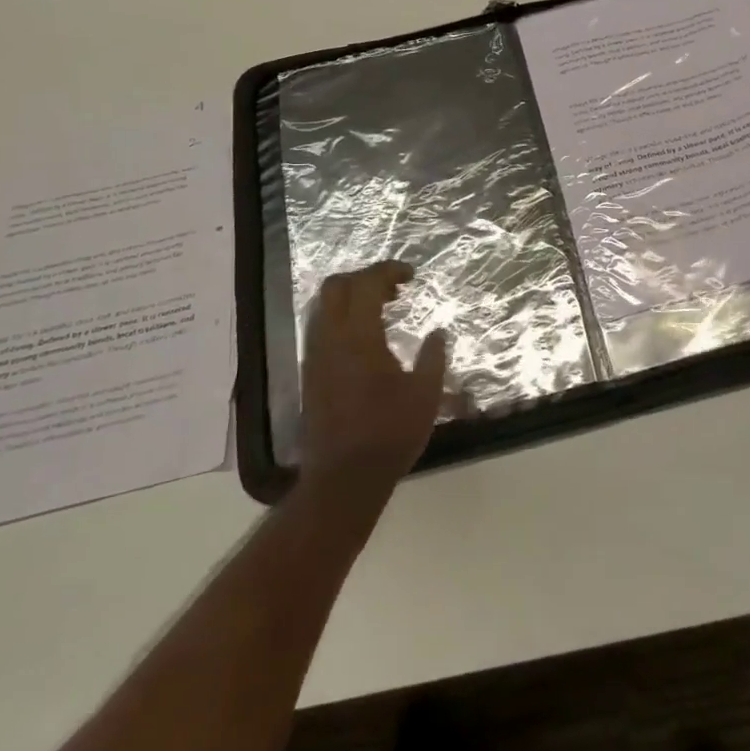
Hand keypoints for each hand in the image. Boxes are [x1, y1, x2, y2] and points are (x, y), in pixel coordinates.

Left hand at [299, 262, 448, 499]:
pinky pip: (320, 328)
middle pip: (335, 286)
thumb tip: (438, 332)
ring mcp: (315, 357)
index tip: (411, 275)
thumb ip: (433, 357)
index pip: (366, 284)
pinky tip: (365, 338)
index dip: (389, 271)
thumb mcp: (425, 395)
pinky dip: (341, 318)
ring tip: (381, 308)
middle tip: (394, 287)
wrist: (343, 479)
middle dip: (364, 277)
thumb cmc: (389, 435)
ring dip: (350, 297)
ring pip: (323, 307)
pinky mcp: (310, 375)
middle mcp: (330, 339)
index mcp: (358, 337)